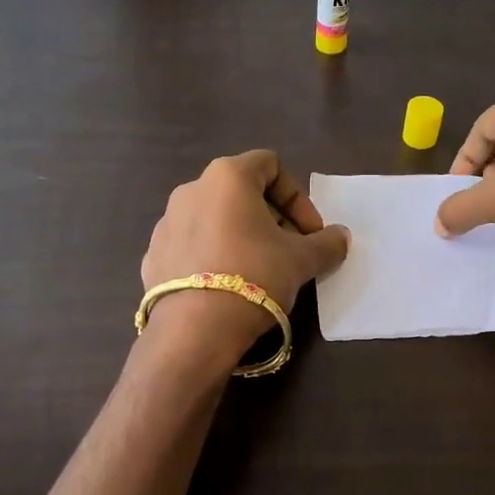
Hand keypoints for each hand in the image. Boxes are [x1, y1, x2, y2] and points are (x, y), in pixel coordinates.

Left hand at [140, 151, 349, 366]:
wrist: (194, 329)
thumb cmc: (255, 276)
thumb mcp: (302, 260)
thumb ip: (327, 243)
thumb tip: (341, 237)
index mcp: (227, 177)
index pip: (270, 165)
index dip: (297, 197)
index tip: (309, 232)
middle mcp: (191, 190)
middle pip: (241, 193)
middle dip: (272, 219)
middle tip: (290, 252)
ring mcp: (166, 223)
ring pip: (215, 220)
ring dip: (242, 237)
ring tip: (259, 272)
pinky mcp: (153, 256)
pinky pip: (193, 247)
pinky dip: (214, 257)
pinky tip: (227, 288)